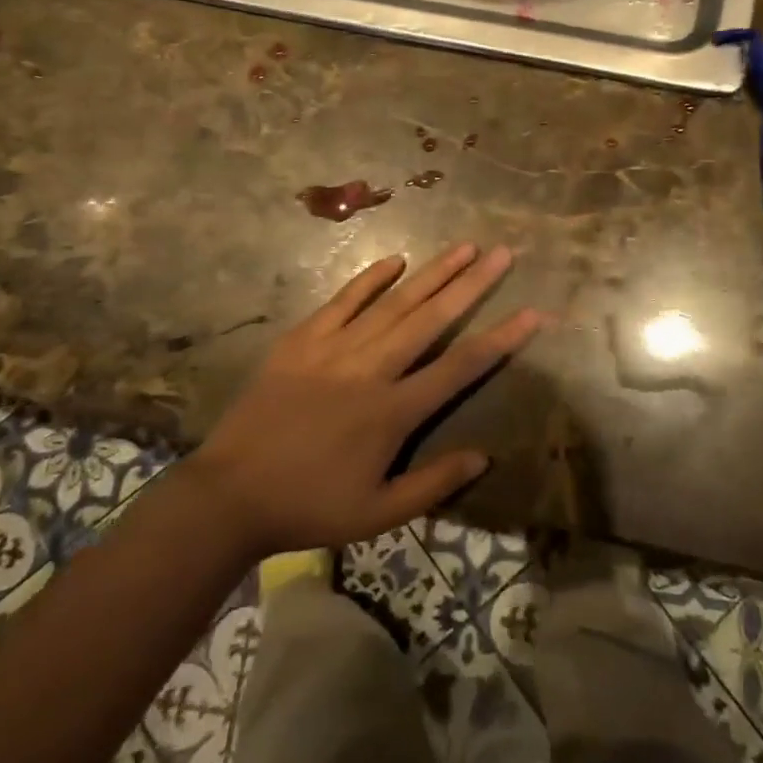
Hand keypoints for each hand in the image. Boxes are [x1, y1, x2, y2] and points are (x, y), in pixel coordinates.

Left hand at [187, 243, 541, 558]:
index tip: (532, 311)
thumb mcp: (377, 514)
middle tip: (502, 253)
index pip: (460, 367)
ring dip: (432, 273)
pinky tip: (395, 259)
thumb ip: (433, 484)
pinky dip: (370, 279)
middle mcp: (371, 370)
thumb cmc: (309, 507)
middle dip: (472, 284)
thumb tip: (483, 456)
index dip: (501, 338)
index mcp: (393, 412)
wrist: (230, 494)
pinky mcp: (303, 340)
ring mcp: (335, 349)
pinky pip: (342, 301)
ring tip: (464, 247)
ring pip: (393, 303)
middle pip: (431, 319)